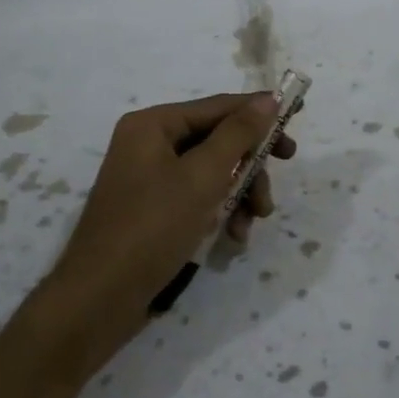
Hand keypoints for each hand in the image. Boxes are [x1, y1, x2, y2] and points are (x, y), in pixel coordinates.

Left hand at [36, 93, 295, 381]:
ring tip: (251, 223)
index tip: (297, 121)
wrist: (101, 298)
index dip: (259, 113)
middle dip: (249, 168)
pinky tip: (232, 236)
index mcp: (153, 125)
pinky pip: (198, 197)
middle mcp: (149, 145)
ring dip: (239, 195)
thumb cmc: (152, 227)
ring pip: (213, 173)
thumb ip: (238, 135)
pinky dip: (220, 212)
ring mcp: (150, 179)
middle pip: (217, 141)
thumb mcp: (203, 176)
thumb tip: (268, 100)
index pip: (218, 107)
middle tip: (271, 190)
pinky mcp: (155, 210)